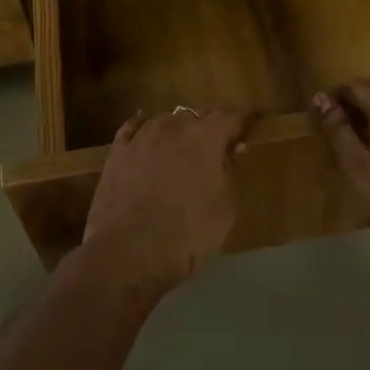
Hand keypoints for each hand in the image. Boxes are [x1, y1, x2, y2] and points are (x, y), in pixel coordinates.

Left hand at [79, 107, 250, 297]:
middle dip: (210, 126)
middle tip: (218, 144)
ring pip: (166, 120)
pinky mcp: (116, 153)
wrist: (128, 253)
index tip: (252, 124)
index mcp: (206, 137)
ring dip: (178, 129)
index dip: (244, 120)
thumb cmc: (188, 234)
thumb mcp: (225, 207)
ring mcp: (141, 138)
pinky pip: (132, 129)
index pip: (232, 116)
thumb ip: (230, 170)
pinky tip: (144, 127)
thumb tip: (233, 147)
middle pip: (197, 115)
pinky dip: (143, 126)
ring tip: (183, 145)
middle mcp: (173, 127)